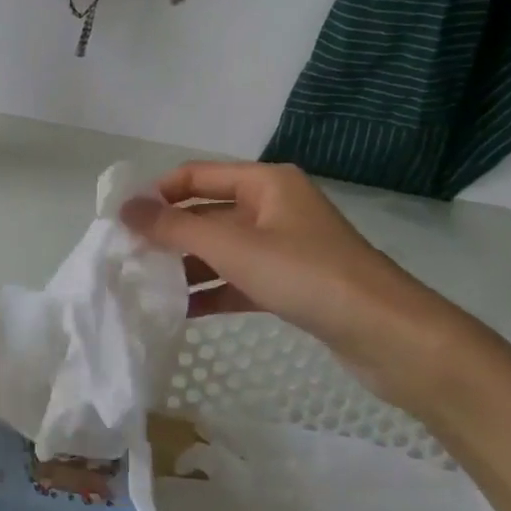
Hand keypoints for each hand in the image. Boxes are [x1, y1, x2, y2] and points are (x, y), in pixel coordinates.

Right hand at [120, 162, 490, 415]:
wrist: (389, 335)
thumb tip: (125, 209)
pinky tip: (181, 312)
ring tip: (145, 286)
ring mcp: (284, 246)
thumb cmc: (308, 275)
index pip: (196, 176)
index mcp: (265, 183)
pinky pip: (240, 279)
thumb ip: (175, 228)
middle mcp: (274, 207)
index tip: (121, 220)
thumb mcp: (234, 247)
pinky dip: (212, 291)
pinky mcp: (292, 283)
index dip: (158, 193)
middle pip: (207, 212)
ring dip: (187, 265)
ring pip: (222, 249)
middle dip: (169, 233)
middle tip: (127, 257)